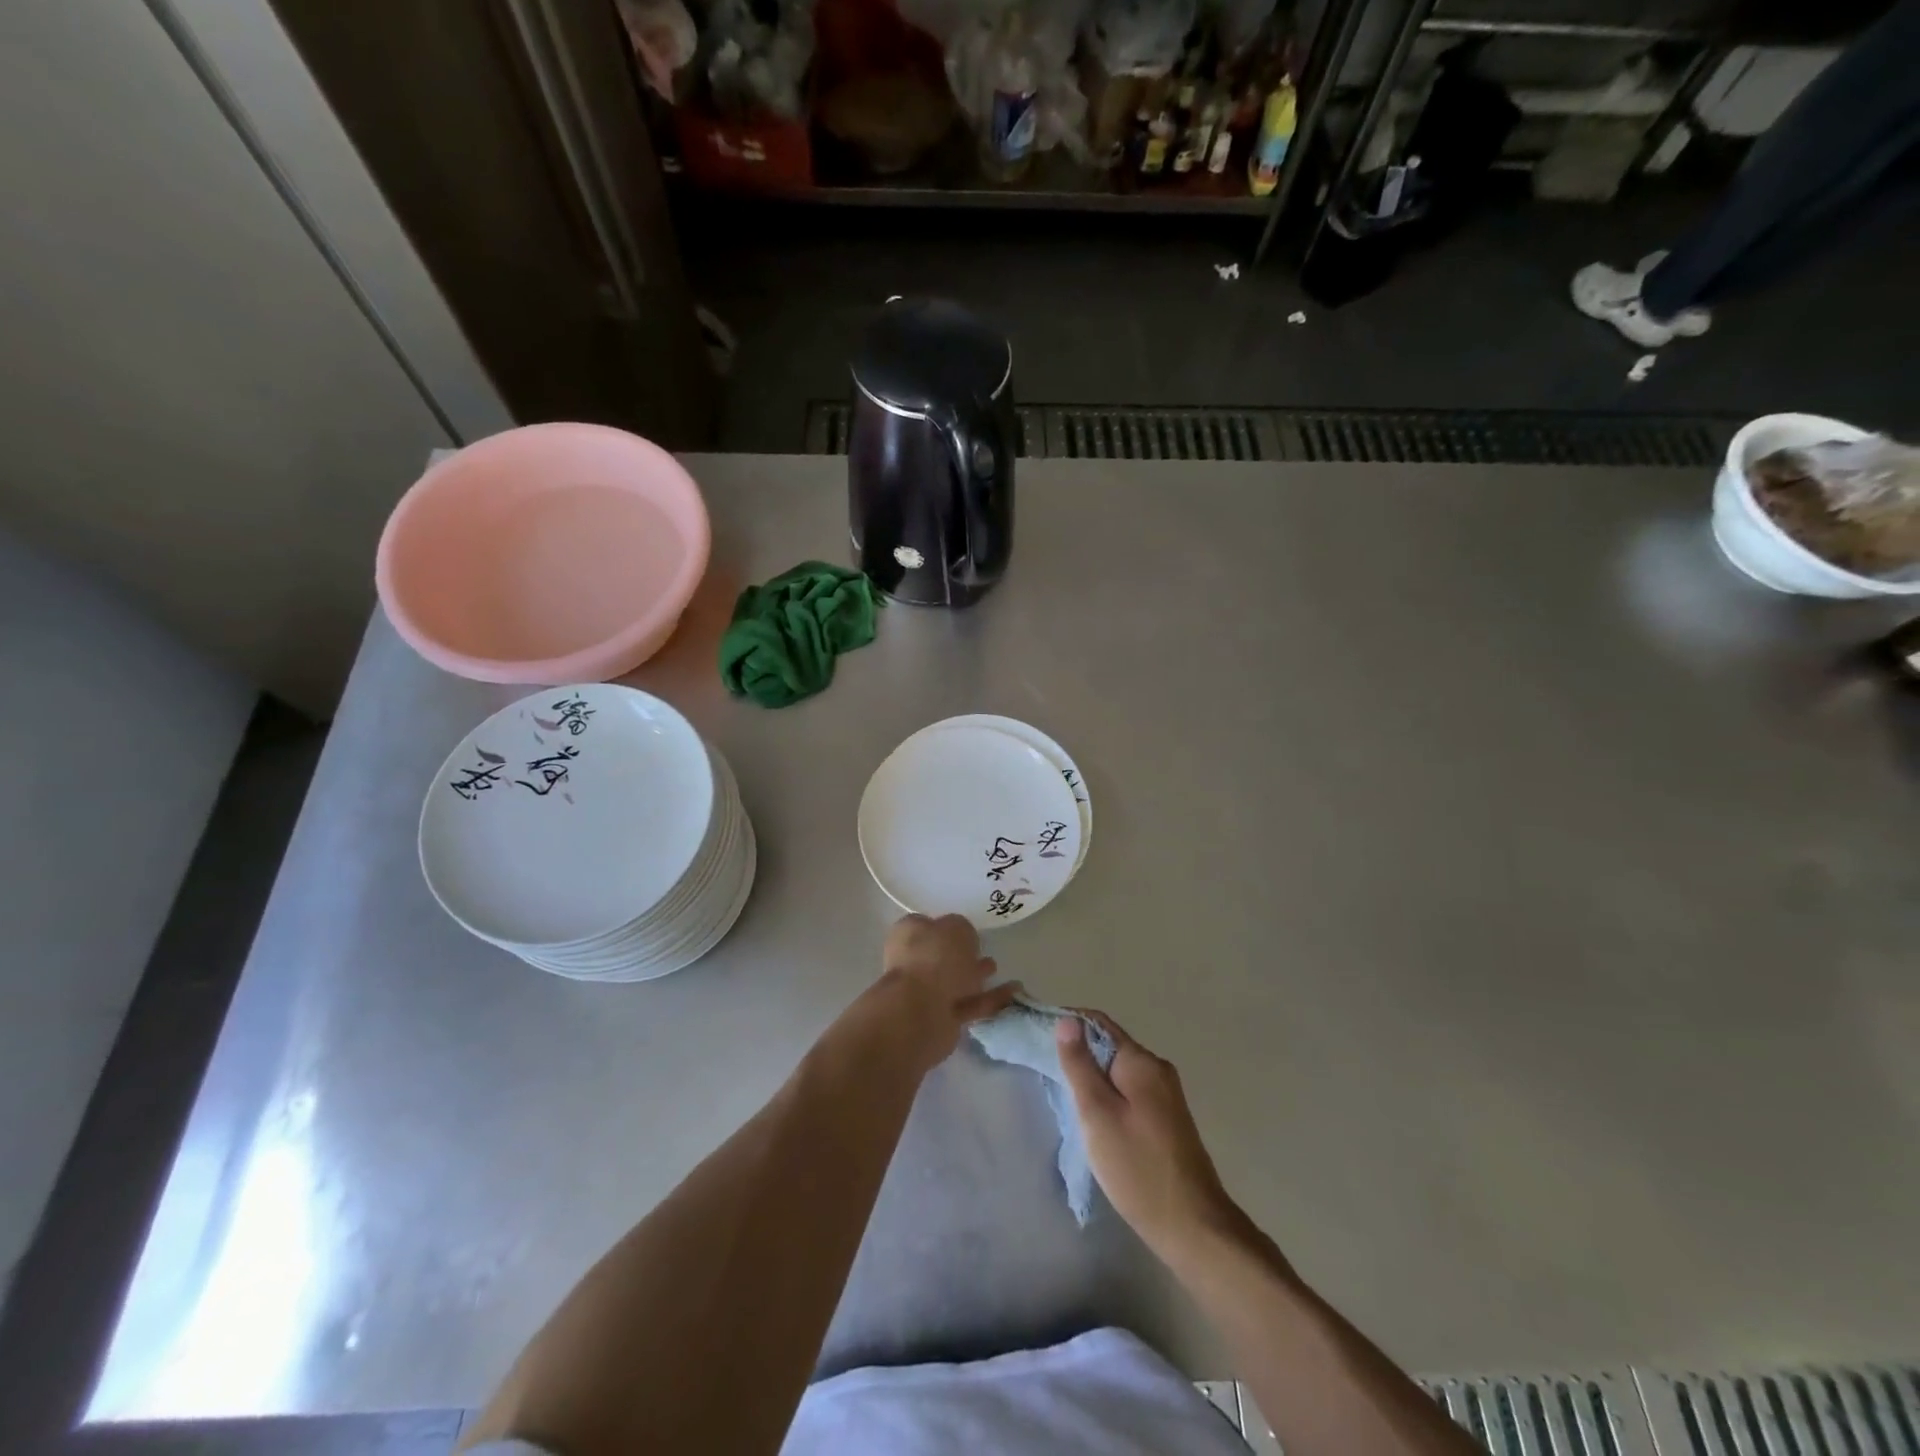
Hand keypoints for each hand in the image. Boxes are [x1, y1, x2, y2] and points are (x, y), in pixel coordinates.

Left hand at [872, 914, 1020, 1071]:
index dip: (944, 925)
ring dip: (975, 975)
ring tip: (997, 969)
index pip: (924, 925)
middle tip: (982, 949)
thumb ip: (962, 929)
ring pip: (954, 980)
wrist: (921, 1013)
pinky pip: (970, 1003)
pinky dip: (990, 998)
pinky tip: (1013, 992)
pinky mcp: (941, 1018)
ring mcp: (924, 993)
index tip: (966, 929)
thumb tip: (963, 938)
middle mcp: (911, 962)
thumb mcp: (956, 927)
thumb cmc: (934, 958)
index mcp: (907, 935)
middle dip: (960, 954)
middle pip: (939, 955)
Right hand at [1056, 1012, 1245, 1260]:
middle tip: (1047, 1071)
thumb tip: (1068, 1020)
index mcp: (1142, 1062)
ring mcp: (1166, 1096)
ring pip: (1119, 1072)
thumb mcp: (1097, 1113)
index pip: (1099, 1023)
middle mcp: (1158, 1070)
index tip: (1039, 1035)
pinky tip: (1094, 1117)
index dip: (1068, 1023)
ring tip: (1065, 1095)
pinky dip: (1108, 1095)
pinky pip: (1130, 1092)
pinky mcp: (1168, 1119)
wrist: (1192, 1226)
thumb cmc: (1137, 1167)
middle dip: (1079, 1053)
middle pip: (1110, 1046)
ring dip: (1093, 1076)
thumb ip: (1080, 1065)